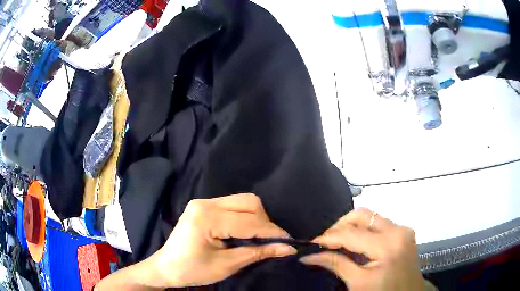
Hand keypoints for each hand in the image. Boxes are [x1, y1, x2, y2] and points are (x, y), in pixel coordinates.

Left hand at [150, 193, 296, 287]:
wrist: (167, 267)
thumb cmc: (193, 270)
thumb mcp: (227, 265)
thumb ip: (258, 253)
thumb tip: (287, 248)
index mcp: (207, 218)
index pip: (249, 221)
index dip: (272, 232)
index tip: (289, 243)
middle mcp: (205, 203)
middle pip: (249, 202)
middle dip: (265, 222)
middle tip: (272, 241)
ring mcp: (204, 202)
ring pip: (243, 201)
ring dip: (257, 218)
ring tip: (261, 237)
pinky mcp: (204, 205)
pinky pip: (233, 205)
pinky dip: (245, 216)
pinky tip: (247, 231)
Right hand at [300, 208, 423, 290]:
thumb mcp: (358, 283)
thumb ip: (336, 264)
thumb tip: (309, 256)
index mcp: (388, 244)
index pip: (351, 234)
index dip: (328, 238)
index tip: (310, 244)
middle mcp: (398, 229)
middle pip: (362, 215)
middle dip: (340, 226)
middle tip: (325, 242)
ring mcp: (403, 229)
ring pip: (371, 217)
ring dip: (351, 227)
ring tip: (337, 243)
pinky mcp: (404, 233)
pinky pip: (379, 224)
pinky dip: (364, 231)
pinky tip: (355, 244)